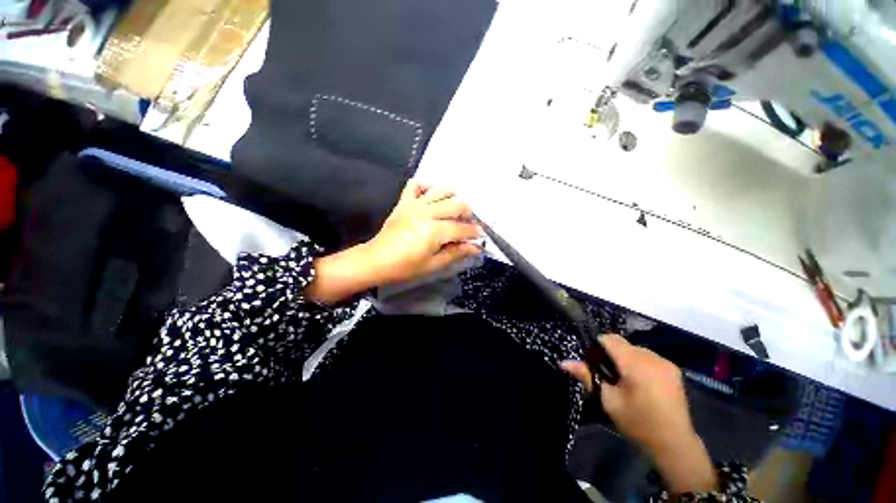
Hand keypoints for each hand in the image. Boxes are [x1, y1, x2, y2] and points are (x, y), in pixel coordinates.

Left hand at [306, 181, 481, 304]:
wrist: (377, 260)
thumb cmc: (405, 267)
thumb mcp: (433, 264)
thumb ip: (456, 252)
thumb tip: (475, 247)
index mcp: (435, 231)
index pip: (462, 228)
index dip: (474, 233)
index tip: (480, 237)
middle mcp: (427, 212)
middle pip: (457, 204)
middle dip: (468, 214)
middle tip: (467, 226)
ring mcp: (415, 205)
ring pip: (441, 191)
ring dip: (453, 197)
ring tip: (455, 210)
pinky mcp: (404, 202)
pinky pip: (416, 185)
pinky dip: (426, 186)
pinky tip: (432, 196)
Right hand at [561, 336, 716, 493]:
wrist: (675, 444)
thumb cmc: (638, 423)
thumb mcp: (608, 401)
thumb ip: (587, 377)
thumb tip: (563, 362)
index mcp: (635, 364)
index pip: (610, 339)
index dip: (598, 346)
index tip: (594, 362)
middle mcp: (652, 357)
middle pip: (623, 344)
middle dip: (612, 354)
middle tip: (608, 375)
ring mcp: (666, 362)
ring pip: (636, 349)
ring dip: (626, 358)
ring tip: (625, 380)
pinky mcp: (674, 369)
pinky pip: (648, 357)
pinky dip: (639, 363)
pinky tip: (641, 382)